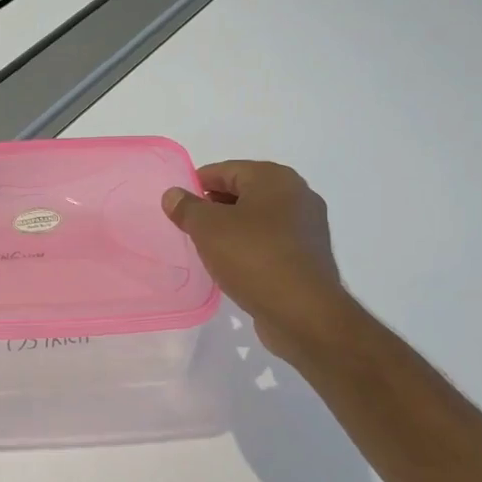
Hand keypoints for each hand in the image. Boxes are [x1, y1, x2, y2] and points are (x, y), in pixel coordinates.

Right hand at [162, 161, 349, 360]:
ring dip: (232, 229)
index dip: (197, 184)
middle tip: (188, 227)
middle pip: (244, 192)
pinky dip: (250, 248)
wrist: (303, 312)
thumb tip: (173, 194)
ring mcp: (307, 227)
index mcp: (275, 178)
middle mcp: (297, 195)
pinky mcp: (308, 256)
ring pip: (258, 219)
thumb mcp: (208, 228)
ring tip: (206, 248)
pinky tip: (233, 266)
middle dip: (214, 207)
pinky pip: (271, 242)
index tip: (176, 205)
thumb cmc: (253, 258)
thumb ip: (187, 208)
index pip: (226, 170)